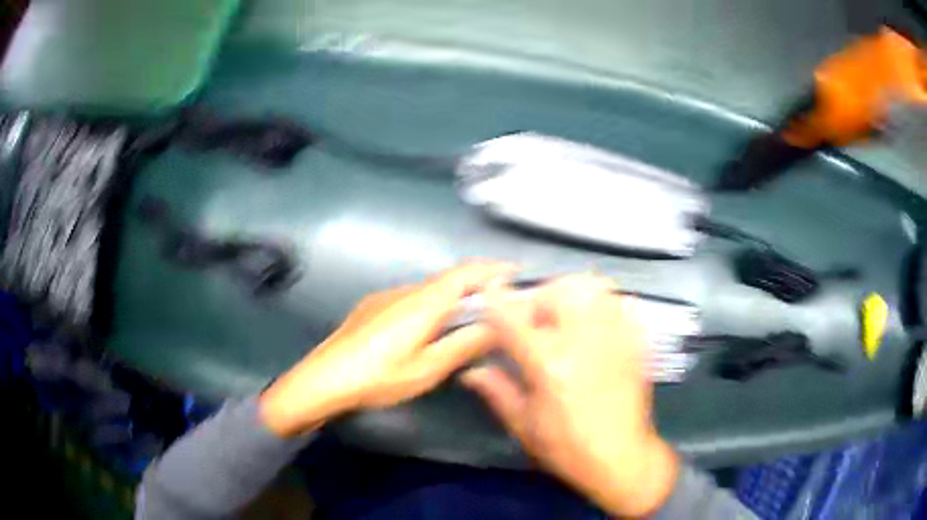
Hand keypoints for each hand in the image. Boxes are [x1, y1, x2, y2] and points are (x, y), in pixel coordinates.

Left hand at [259, 262, 514, 437]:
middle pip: (449, 279)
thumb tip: (495, 327)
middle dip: (477, 285)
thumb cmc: (379, 377)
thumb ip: (463, 345)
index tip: (517, 273)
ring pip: (429, 289)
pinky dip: (432, 305)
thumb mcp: (427, 369)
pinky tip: (428, 329)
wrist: (324, 378)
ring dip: (453, 297)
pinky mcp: (372, 307)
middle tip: (499, 305)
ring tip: (468, 320)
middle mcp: (406, 291)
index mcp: (424, 303)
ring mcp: (386, 297)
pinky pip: (412, 298)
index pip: (466, 274)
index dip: (494, 269)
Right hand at [461, 275, 679, 517]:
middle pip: (558, 290)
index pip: (514, 318)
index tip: (489, 290)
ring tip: (566, 316)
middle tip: (534, 319)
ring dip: (572, 294)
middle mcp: (583, 342)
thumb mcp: (524, 424)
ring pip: (594, 288)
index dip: (497, 300)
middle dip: (540, 297)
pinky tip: (595, 323)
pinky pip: (620, 303)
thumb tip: (470, 370)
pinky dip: (603, 302)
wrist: (620, 458)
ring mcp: (614, 338)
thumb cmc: (566, 447)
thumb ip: (496, 390)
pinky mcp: (635, 343)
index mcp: (548, 364)